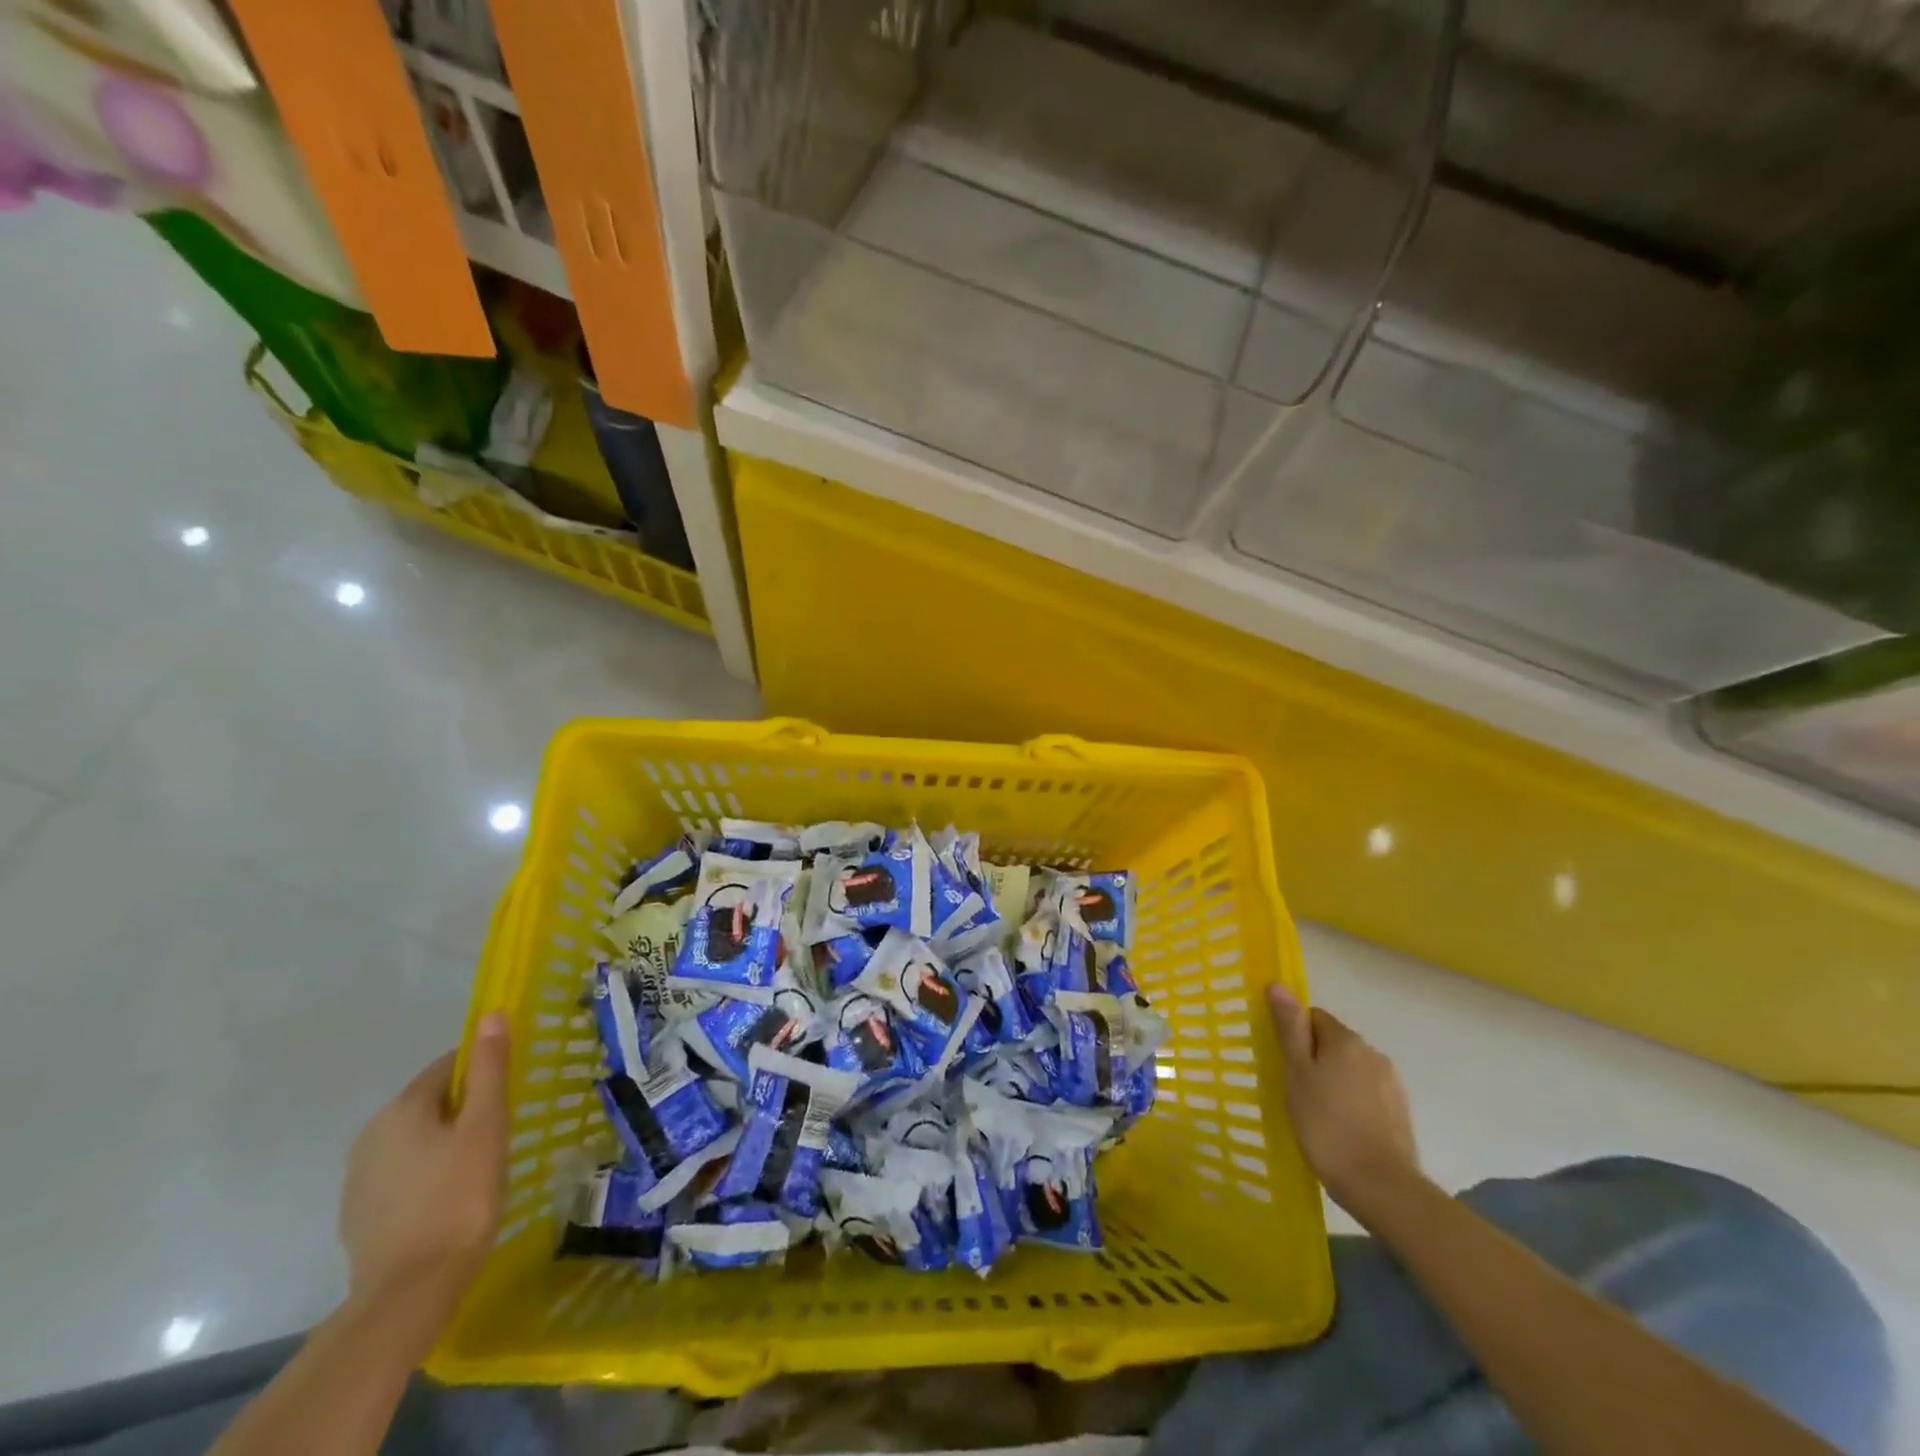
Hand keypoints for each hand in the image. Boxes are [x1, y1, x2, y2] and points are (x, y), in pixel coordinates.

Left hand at [338, 1012, 510, 1321]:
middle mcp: (371, 1134)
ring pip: (416, 1139)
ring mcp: (359, 1178)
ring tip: (480, 1167)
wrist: (409, 1292)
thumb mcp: (486, 1126)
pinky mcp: (359, 1215)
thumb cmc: (459, 1197)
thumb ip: (489, 1069)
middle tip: (502, 1132)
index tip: (511, 1094)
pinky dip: (428, 1175)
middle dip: (466, 1109)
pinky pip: (403, 1174)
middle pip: (431, 1102)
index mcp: (401, 1108)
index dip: (484, 1072)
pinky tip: (449, 1199)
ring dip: (446, 1142)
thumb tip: (491, 1014)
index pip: (449, 1066)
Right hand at [1266, 986, 1419, 1219]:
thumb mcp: (1297, 1073)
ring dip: (1334, 1081)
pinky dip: (1352, 1103)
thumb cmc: (1327, 1125)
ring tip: (1317, 1114)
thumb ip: (1289, 1028)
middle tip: (1296, 1091)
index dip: (1295, 1037)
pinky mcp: (1400, 1112)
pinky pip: (1367, 1094)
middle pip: (1333, 1043)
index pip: (1313, 1017)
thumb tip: (1278, 984)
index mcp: (1346, 1040)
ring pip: (1351, 1069)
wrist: (1382, 1187)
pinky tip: (1341, 1129)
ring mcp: (1391, 1084)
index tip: (1285, 1064)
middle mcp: (1373, 1053)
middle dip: (1314, 1059)